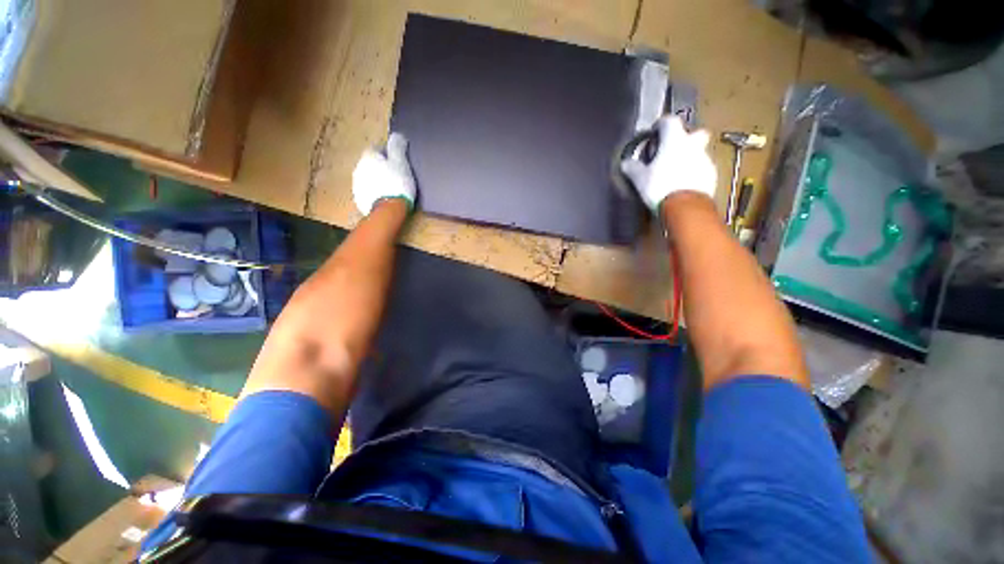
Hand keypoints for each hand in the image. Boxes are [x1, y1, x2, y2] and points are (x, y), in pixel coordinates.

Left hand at [352, 132, 416, 215]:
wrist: (389, 209)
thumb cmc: (397, 184)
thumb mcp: (401, 163)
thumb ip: (397, 147)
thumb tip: (397, 135)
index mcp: (368, 157)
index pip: (376, 148)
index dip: (387, 153)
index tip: (396, 161)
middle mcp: (359, 168)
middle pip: (370, 163)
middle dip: (380, 167)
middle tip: (395, 175)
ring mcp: (357, 185)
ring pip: (367, 177)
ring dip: (376, 180)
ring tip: (391, 188)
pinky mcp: (359, 199)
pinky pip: (368, 191)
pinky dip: (375, 192)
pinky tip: (385, 197)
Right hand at [620, 116, 716, 212]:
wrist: (685, 206)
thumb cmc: (660, 186)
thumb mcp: (640, 179)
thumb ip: (633, 168)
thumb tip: (625, 163)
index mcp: (674, 139)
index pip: (669, 121)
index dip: (661, 125)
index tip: (654, 132)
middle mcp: (693, 144)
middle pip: (694, 132)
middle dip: (685, 138)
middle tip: (672, 150)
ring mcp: (705, 159)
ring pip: (698, 152)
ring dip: (689, 157)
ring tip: (675, 172)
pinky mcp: (711, 175)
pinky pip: (702, 168)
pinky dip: (694, 172)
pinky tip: (683, 184)